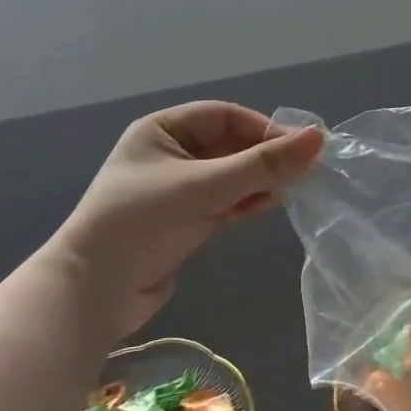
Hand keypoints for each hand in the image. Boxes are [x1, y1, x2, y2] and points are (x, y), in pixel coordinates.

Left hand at [50, 102, 322, 338]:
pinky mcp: (184, 220)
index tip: (301, 146)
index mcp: (162, 130)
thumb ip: (263, 164)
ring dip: (260, 180)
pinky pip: (225, 200)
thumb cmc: (143, 222)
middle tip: (305, 170)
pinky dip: (247, 201)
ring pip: (231, 174)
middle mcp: (169, 153)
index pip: (225, 116)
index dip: (264, 127)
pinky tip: (270, 205)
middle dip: (265, 156)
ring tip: (294, 189)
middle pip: (230, 145)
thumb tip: (318, 137)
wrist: (93, 294)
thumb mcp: (205, 187)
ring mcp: (177, 188)